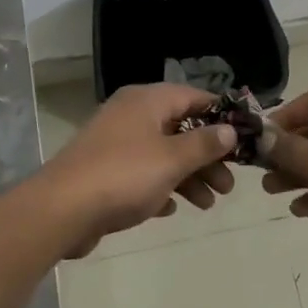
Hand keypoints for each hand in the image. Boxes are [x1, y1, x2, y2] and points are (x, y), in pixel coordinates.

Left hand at [36, 84, 238, 256]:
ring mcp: (116, 143)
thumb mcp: (172, 159)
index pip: (193, 96)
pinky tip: (173, 209)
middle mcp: (131, 115)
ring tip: (209, 204)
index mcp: (147, 101)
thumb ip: (204, 143)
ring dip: (189, 176)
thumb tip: (230, 129)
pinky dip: (161, 187)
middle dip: (207, 156)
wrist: (62, 210)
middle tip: (229, 185)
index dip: (220, 114)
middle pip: (180, 128)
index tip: (245, 136)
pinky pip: (142, 174)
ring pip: (163, 154)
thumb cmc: (124, 176)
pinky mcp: (105, 171)